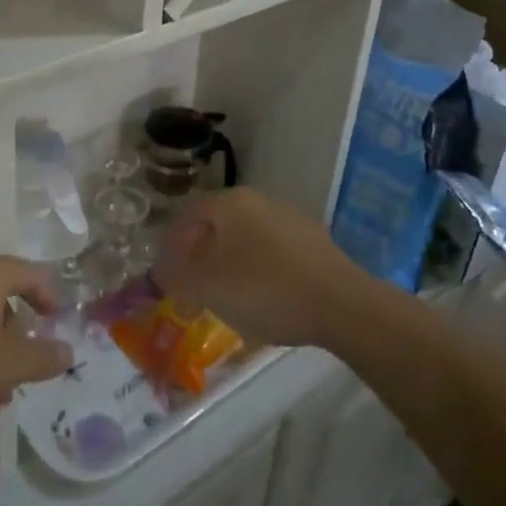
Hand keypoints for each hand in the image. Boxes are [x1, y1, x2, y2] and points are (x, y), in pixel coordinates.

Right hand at [155, 188, 361, 348]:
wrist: (341, 305)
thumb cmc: (264, 290)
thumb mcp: (208, 288)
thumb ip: (178, 276)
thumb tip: (163, 270)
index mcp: (231, 203)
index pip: (189, 214)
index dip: (173, 243)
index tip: (169, 273)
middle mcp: (260, 200)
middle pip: (219, 223)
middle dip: (202, 253)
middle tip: (195, 285)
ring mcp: (291, 218)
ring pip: (247, 237)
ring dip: (231, 262)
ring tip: (228, 295)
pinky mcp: (315, 241)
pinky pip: (274, 251)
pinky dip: (260, 269)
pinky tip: (264, 297)